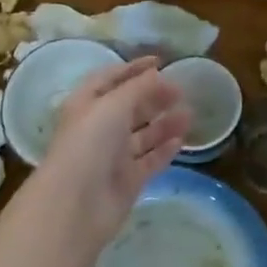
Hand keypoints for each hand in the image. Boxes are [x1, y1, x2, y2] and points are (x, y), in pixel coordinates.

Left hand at [30, 58, 190, 245]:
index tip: (160, 62)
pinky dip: (164, 149)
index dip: (134, 69)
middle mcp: (99, 128)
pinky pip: (149, 160)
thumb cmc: (90, 142)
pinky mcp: (127, 180)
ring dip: (164, 123)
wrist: (76, 204)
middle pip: (130, 107)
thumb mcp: (114, 104)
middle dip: (154, 96)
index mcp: (87, 104)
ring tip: (189, 114)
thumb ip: (139, 87)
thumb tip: (157, 74)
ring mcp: (113, 156)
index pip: (111, 78)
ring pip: (143, 134)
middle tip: (181, 91)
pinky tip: (181, 140)